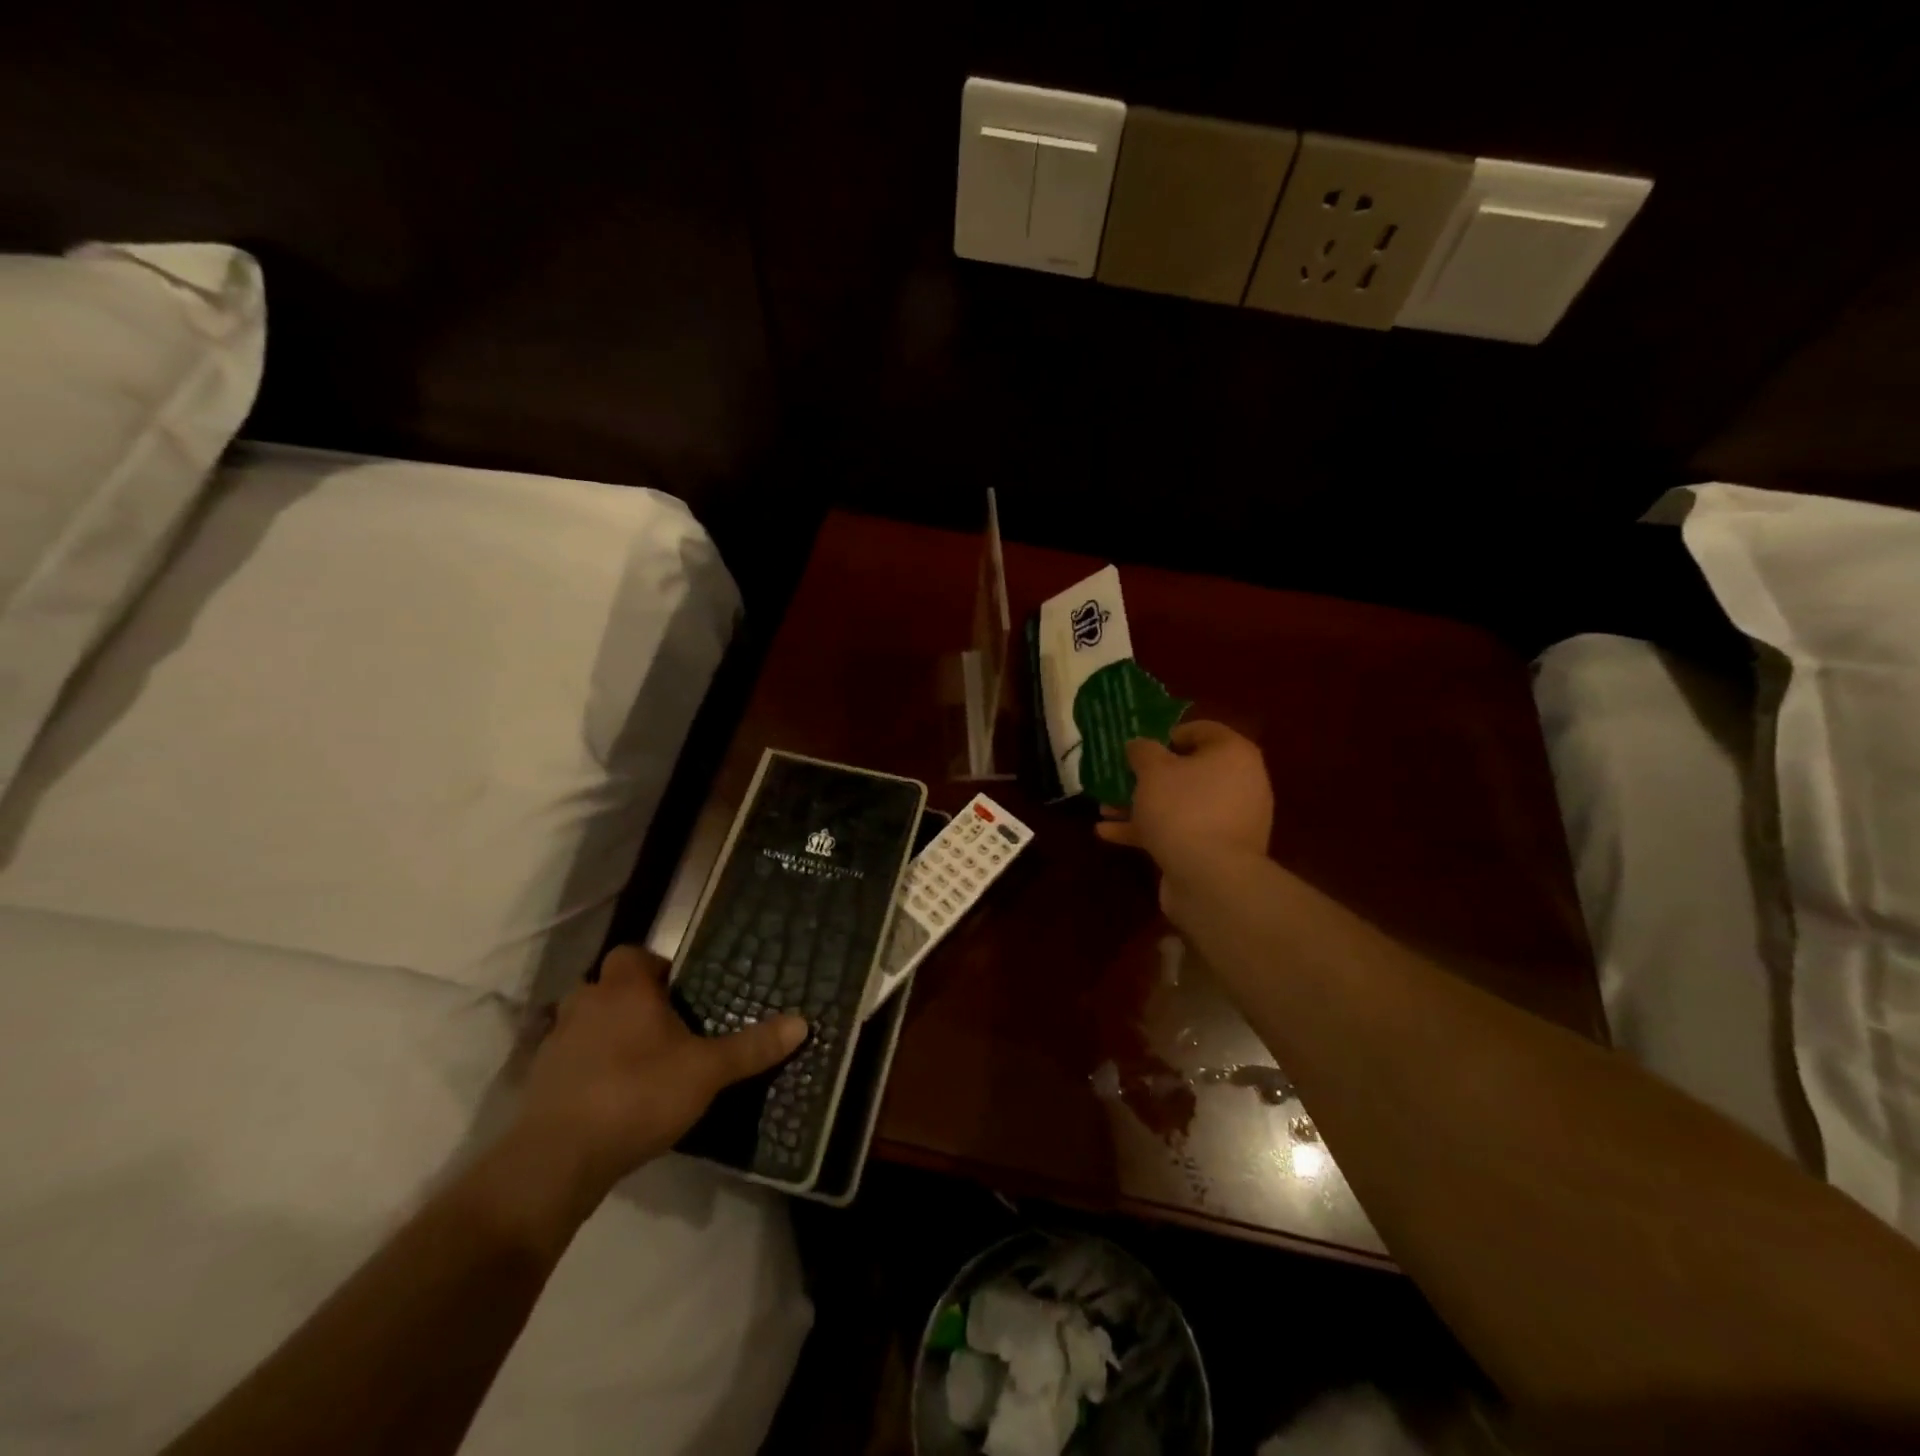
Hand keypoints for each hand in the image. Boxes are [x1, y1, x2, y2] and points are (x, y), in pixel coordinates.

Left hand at [510, 946, 806, 1206]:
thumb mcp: (708, 1072)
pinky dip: (585, 1068)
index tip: (680, 992)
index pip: (634, 954)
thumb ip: (752, 1047)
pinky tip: (609, 1095)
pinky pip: (568, 1060)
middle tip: (664, 1028)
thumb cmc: (638, 1094)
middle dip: (631, 1001)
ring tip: (638, 1062)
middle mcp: (585, 1003)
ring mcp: (555, 1042)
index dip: (655, 967)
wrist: (557, 1160)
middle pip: (607, 987)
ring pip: (584, 1022)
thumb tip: (803, 1022)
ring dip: (605, 1034)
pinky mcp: (537, 1081)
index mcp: (625, 989)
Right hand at [1096, 721, 1273, 885]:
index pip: (1203, 730)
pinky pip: (1180, 831)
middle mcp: (1240, 784)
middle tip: (1120, 777)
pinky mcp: (1216, 851)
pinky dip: (1149, 830)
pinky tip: (1109, 834)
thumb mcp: (1153, 770)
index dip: (1168, 733)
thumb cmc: (1183, 809)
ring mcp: (1230, 821)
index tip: (1140, 746)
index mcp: (1233, 754)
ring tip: (1105, 808)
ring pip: (1180, 804)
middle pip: (1189, 771)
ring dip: (1142, 805)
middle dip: (1149, 776)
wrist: (1211, 878)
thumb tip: (1139, 745)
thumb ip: (1143, 751)